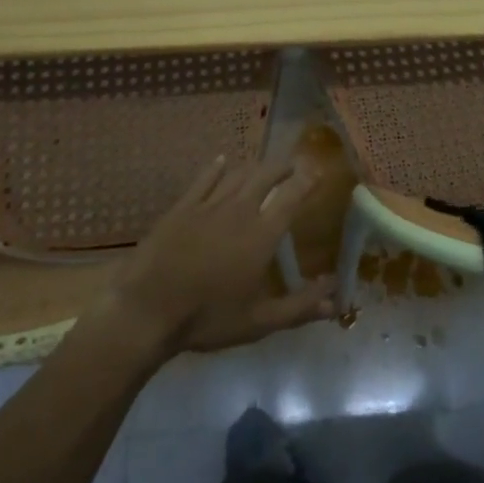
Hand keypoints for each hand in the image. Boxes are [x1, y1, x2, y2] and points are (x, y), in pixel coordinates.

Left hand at [105, 157, 336, 356]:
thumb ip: (300, 308)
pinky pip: (204, 178)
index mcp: (262, 234)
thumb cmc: (207, 317)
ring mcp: (208, 204)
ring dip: (255, 168)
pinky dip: (217, 167)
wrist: (147, 309)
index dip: (308, 180)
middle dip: (283, 167)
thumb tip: (336, 298)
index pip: (292, 196)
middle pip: (266, 175)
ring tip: (263, 169)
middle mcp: (240, 210)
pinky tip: (222, 162)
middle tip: (293, 167)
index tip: (318, 172)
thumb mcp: (259, 321)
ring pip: (238, 174)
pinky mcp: (182, 207)